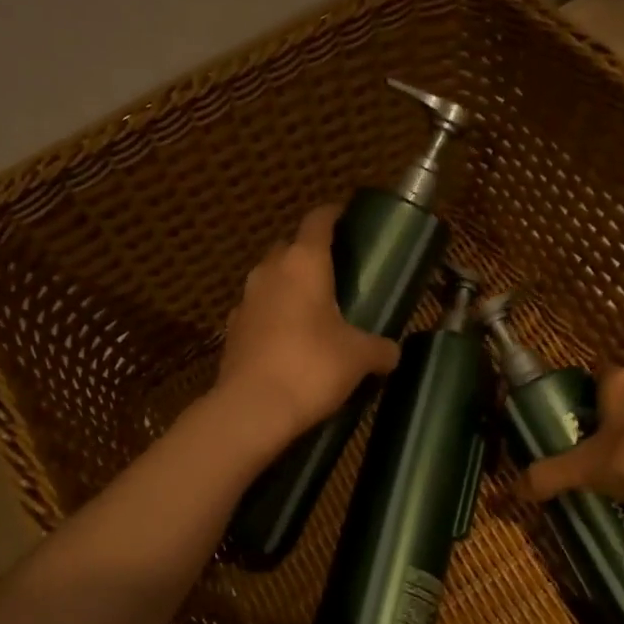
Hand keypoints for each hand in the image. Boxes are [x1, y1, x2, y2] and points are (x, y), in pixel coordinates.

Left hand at [214, 205, 400, 449]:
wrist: (253, 408)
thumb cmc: (312, 367)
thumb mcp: (359, 357)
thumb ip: (380, 348)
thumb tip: (391, 352)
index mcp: (304, 263)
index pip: (317, 221)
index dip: (333, 215)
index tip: (346, 217)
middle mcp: (270, 272)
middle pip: (289, 248)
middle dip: (309, 254)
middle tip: (336, 271)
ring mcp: (245, 300)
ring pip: (270, 279)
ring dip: (289, 286)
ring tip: (314, 308)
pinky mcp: (232, 330)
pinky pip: (258, 310)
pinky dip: (273, 315)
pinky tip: (289, 339)